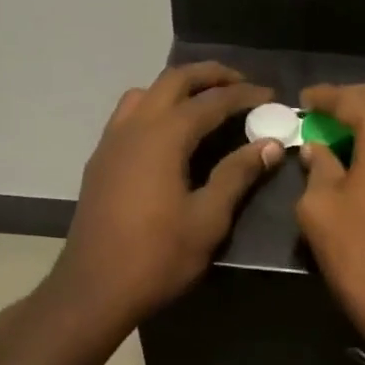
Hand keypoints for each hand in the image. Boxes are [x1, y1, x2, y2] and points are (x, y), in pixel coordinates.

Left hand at [49, 63, 281, 332]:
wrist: (94, 288)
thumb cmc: (158, 256)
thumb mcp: (208, 219)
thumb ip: (237, 175)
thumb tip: (269, 144)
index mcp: (164, 137)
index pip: (211, 101)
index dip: (244, 95)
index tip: (270, 95)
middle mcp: (134, 127)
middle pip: (173, 80)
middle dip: (209, 75)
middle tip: (240, 83)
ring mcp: (111, 142)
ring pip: (145, 93)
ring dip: (177, 87)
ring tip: (205, 101)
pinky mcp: (100, 160)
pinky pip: (129, 115)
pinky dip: (155, 106)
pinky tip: (170, 133)